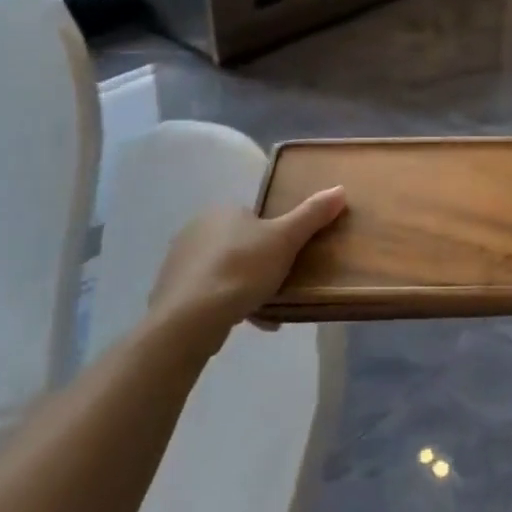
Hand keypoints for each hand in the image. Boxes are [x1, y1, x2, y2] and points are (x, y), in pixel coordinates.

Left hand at [147, 187, 346, 339]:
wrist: (190, 319)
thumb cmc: (241, 269)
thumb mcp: (285, 239)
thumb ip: (312, 214)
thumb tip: (340, 188)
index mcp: (221, 211)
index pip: (253, 217)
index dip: (274, 236)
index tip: (289, 257)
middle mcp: (195, 229)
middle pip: (240, 244)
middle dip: (261, 264)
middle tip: (283, 283)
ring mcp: (180, 263)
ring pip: (225, 271)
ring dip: (246, 287)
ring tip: (270, 310)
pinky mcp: (172, 294)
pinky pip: (209, 294)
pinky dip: (228, 305)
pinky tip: (246, 322)